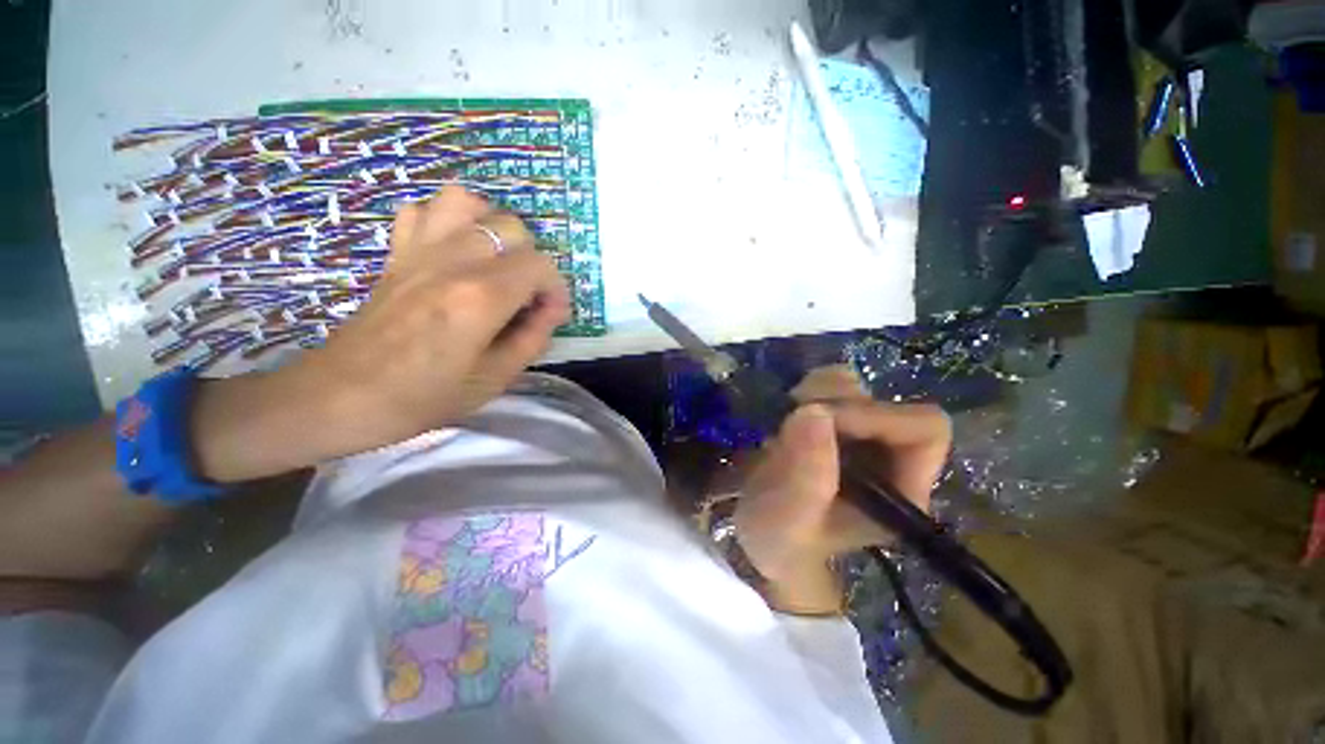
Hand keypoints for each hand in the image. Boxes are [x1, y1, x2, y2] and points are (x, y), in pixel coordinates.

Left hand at [192, 187, 571, 482]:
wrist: (341, 397)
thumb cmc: (424, 397)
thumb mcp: (495, 379)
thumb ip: (533, 339)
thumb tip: (550, 312)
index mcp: (481, 297)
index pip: (541, 266)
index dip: (556, 290)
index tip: (549, 316)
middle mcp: (453, 261)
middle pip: (512, 227)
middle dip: (531, 260)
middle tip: (524, 296)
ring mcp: (419, 251)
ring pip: (466, 202)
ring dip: (490, 226)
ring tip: (494, 260)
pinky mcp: (396, 253)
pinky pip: (422, 210)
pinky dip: (446, 221)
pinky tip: (453, 252)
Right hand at [734, 367, 950, 613]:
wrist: (757, 531)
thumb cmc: (779, 537)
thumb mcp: (788, 520)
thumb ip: (806, 476)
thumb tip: (813, 412)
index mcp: (901, 490)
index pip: (922, 430)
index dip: (874, 416)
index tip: (817, 420)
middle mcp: (889, 457)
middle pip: (884, 402)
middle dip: (832, 404)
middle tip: (790, 422)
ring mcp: (860, 434)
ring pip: (855, 387)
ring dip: (815, 394)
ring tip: (785, 421)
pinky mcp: (834, 420)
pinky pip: (830, 382)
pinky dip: (806, 388)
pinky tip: (787, 412)